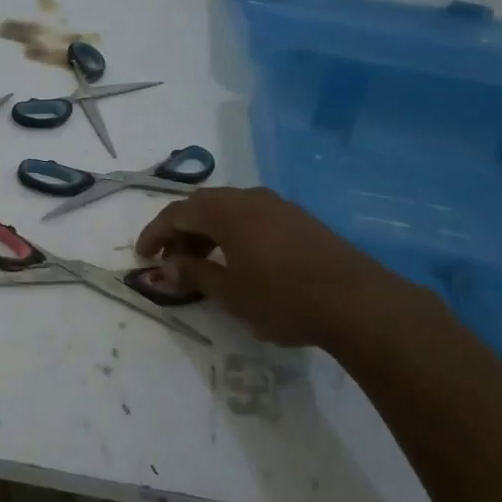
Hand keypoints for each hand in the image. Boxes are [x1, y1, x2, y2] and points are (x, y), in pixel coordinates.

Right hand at [135, 187, 416, 348]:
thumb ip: (194, 275)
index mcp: (226, 210)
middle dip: (180, 232)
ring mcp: (278, 206)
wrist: (359, 302)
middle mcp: (249, 198)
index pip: (176, 213)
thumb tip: (167, 268)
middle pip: (202, 206)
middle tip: (171, 261)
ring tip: (202, 265)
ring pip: (228, 210)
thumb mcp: (230, 293)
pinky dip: (233, 234)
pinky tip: (238, 261)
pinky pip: (252, 217)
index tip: (142, 256)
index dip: (155, 233)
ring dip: (207, 233)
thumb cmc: (283, 297)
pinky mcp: (299, 220)